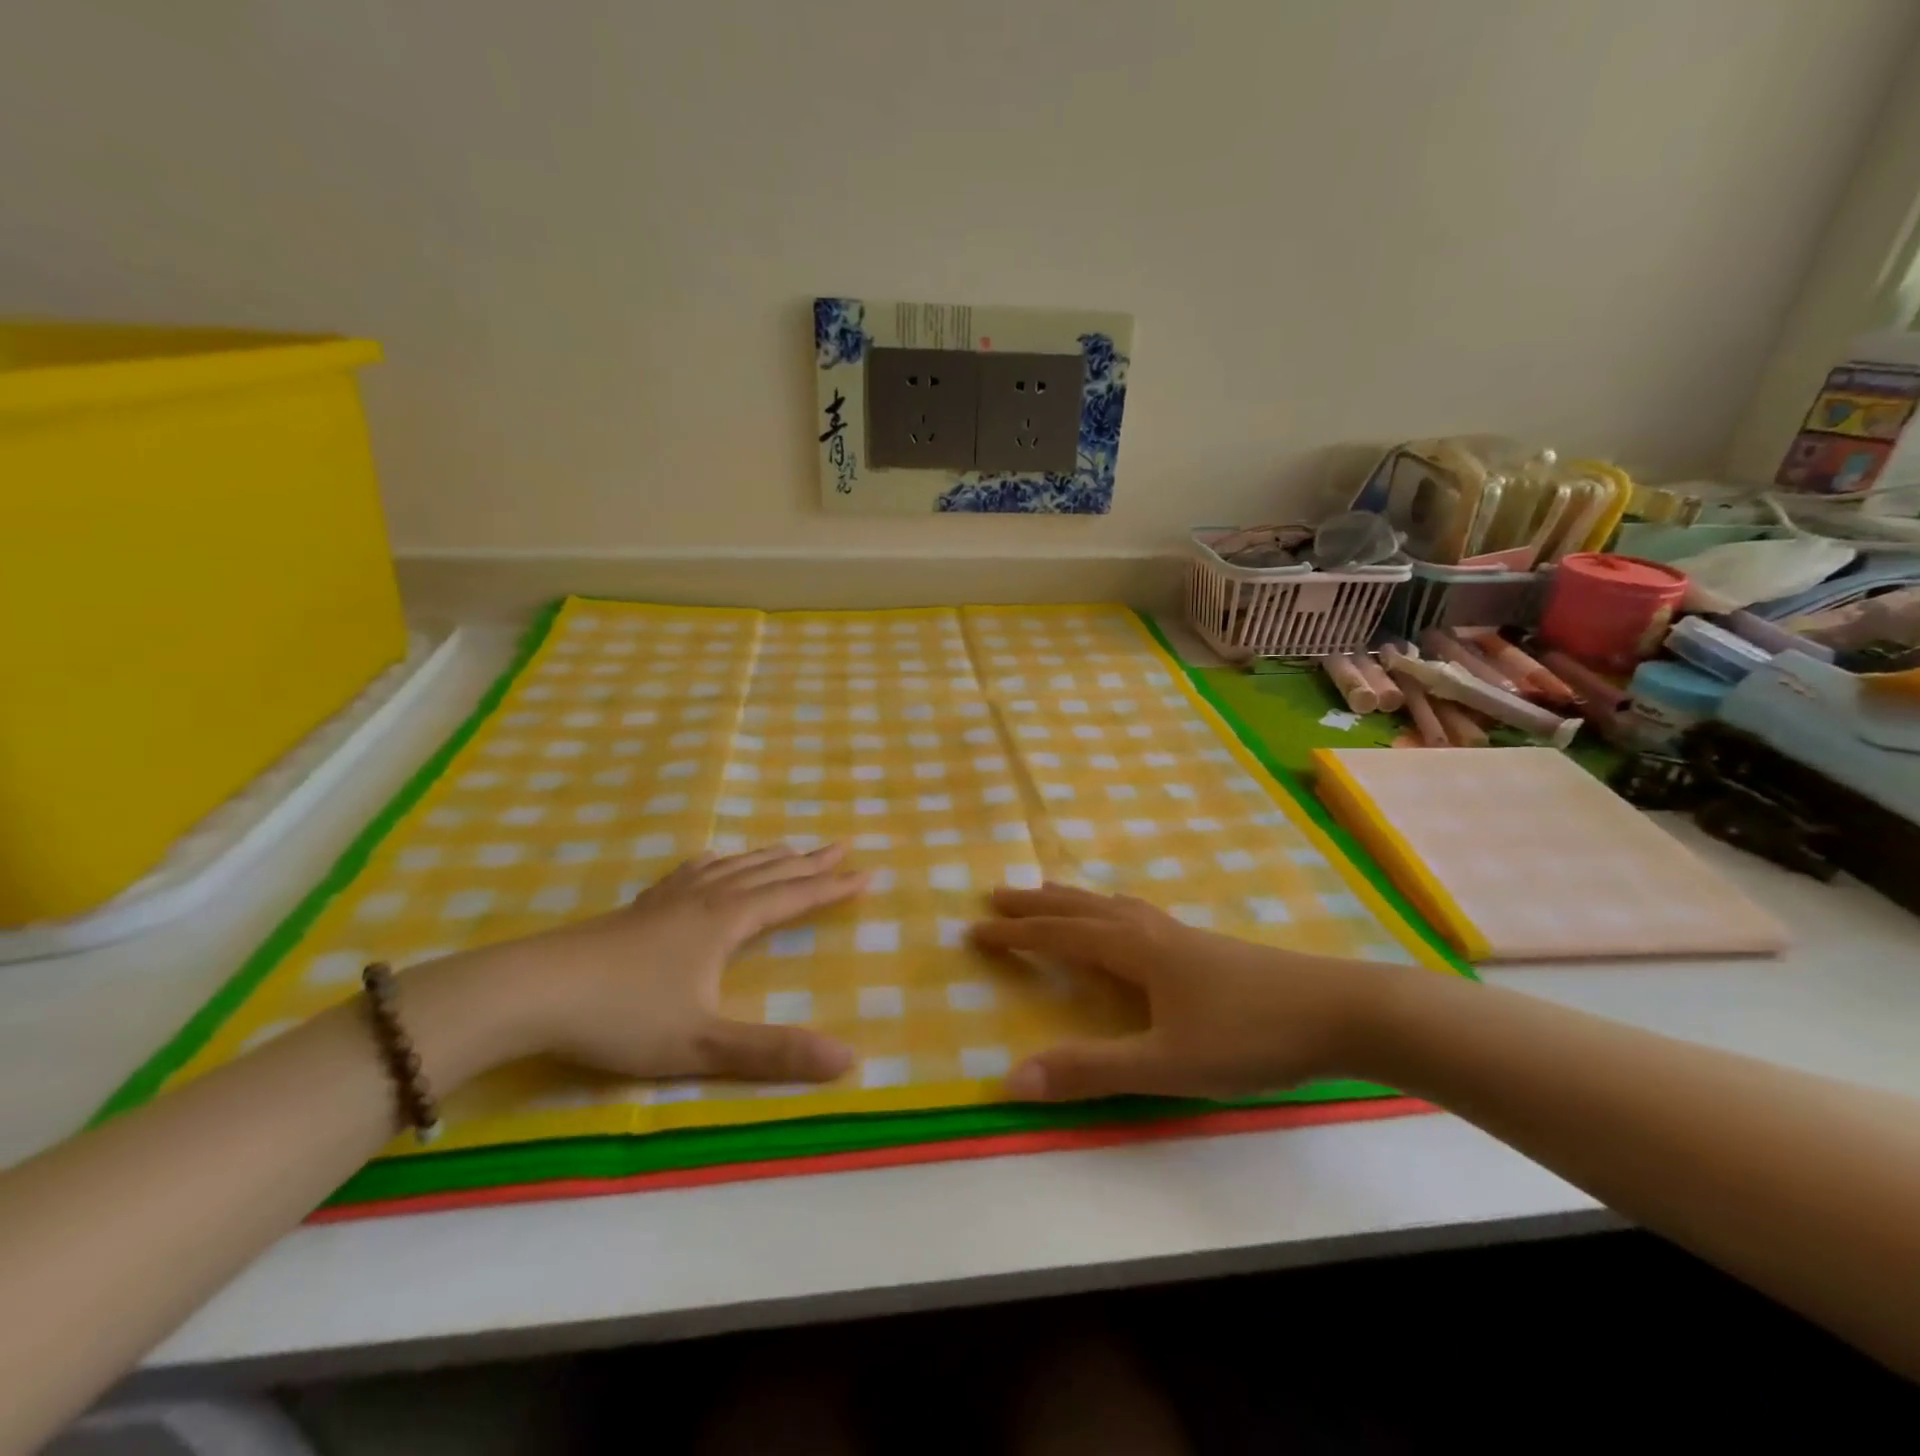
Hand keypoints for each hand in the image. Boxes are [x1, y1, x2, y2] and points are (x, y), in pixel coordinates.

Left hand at [468, 844, 865, 1084]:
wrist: (530, 991)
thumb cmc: (621, 1016)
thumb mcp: (702, 1044)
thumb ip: (774, 1053)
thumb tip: (848, 1059)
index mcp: (725, 923)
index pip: (792, 898)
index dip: (832, 887)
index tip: (868, 872)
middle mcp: (704, 900)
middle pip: (767, 873)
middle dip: (808, 862)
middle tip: (841, 844)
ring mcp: (667, 900)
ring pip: (731, 868)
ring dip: (767, 857)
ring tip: (790, 848)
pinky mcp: (638, 909)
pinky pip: (690, 873)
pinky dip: (715, 863)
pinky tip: (710, 862)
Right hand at [972, 884, 1397, 1101]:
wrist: (1340, 1011)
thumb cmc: (1248, 1036)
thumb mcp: (1165, 1064)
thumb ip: (1090, 1070)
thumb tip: (1012, 1077)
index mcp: (1134, 951)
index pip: (1059, 934)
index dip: (1015, 933)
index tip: (974, 928)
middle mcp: (1151, 932)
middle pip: (1080, 907)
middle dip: (1035, 903)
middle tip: (997, 893)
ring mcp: (1181, 935)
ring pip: (1112, 906)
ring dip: (1072, 900)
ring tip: (1049, 895)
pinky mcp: (1206, 947)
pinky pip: (1138, 915)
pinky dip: (1109, 909)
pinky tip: (1126, 924)